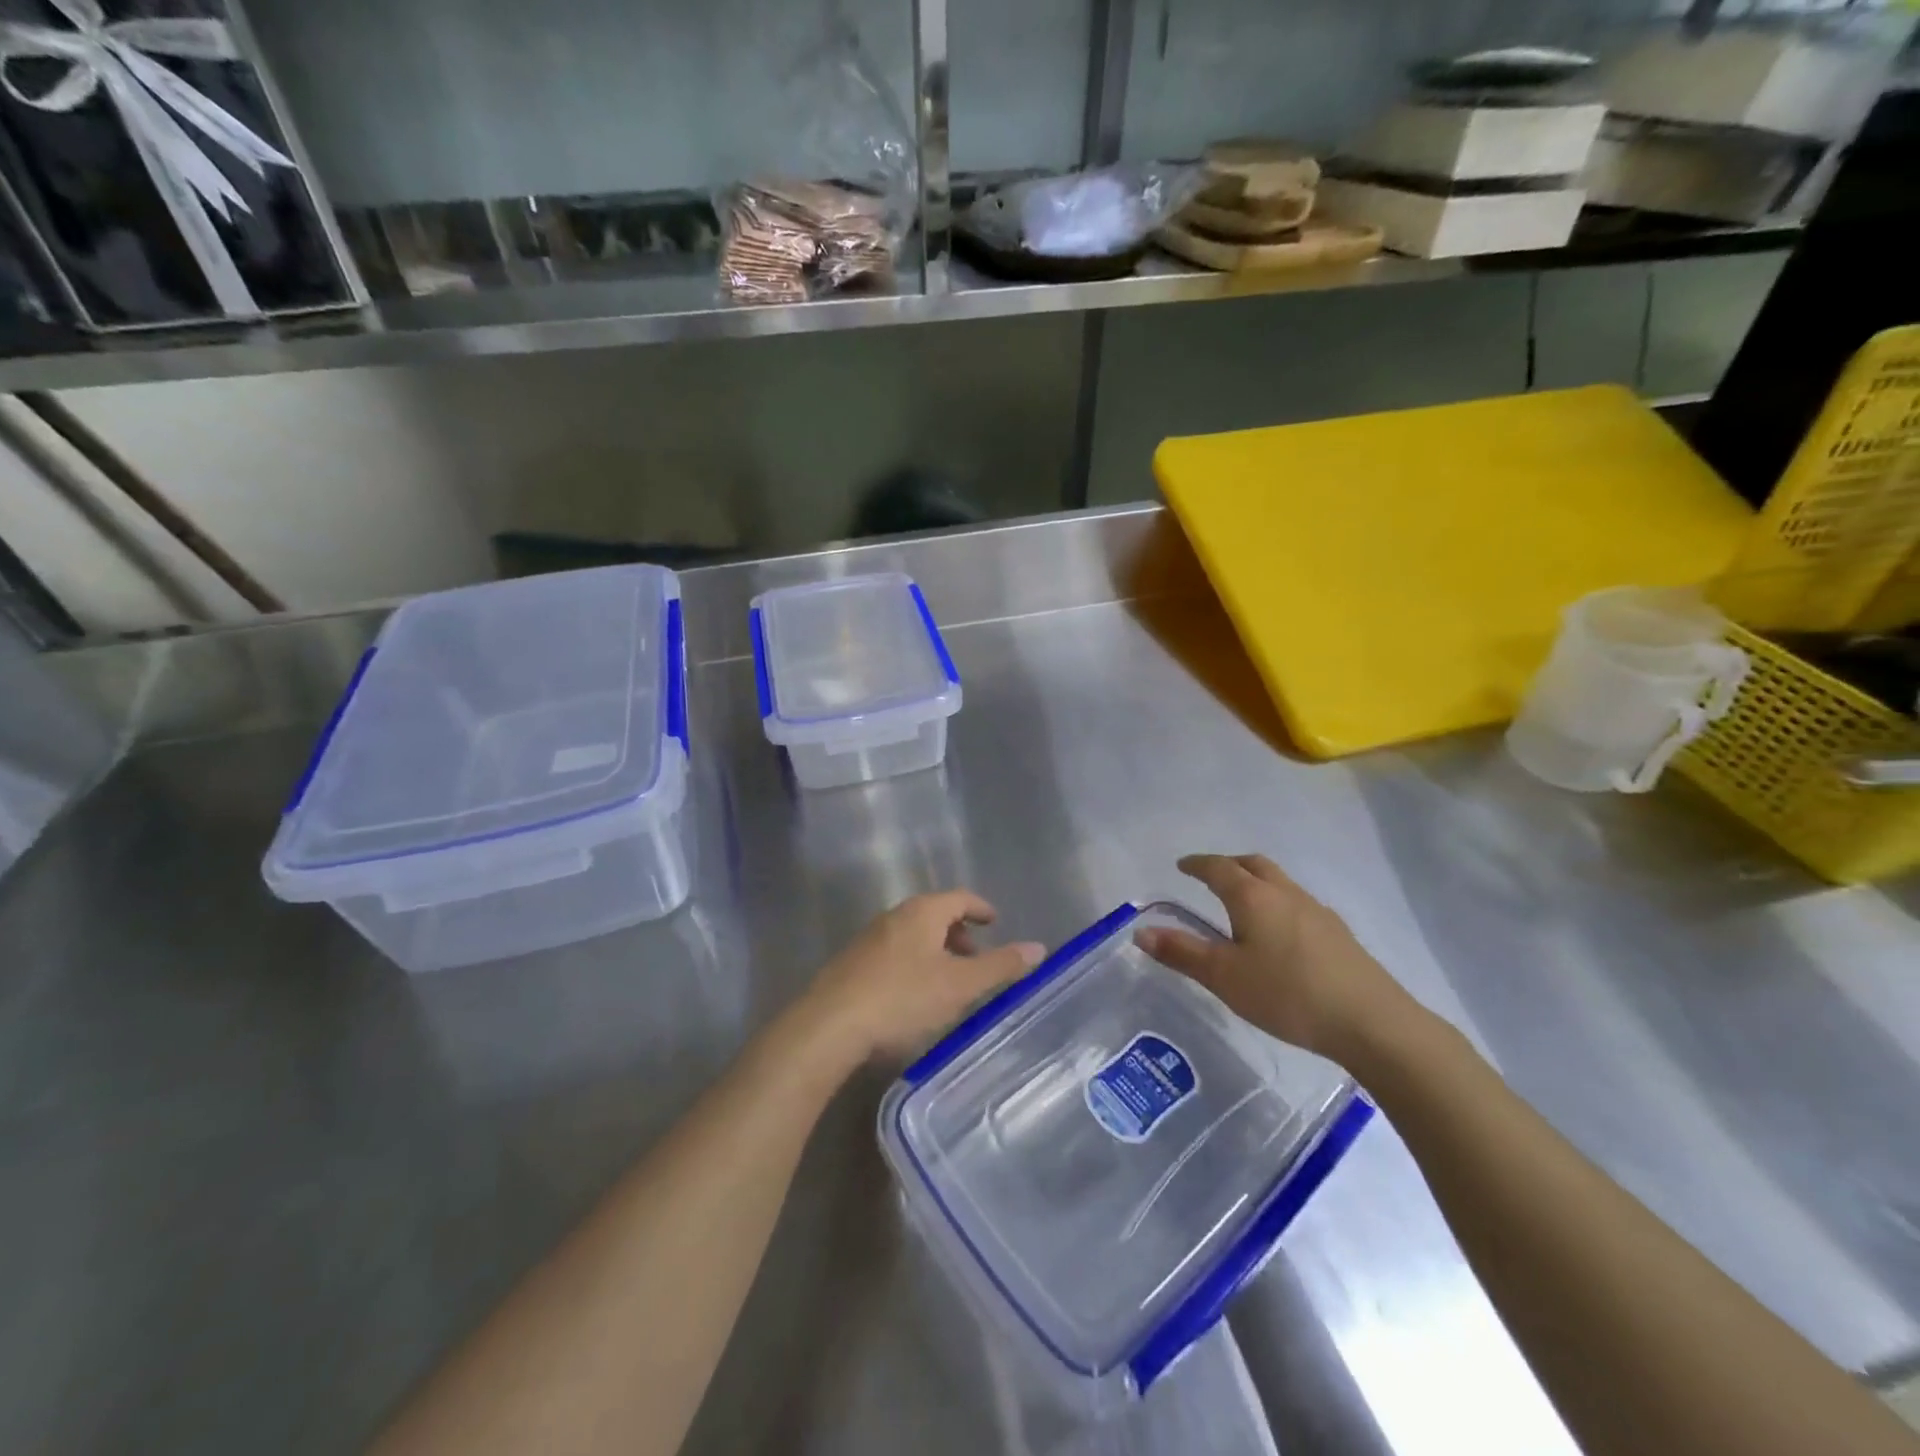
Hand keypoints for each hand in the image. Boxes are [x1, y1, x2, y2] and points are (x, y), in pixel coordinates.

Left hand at [802, 891, 1045, 1063]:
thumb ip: (1001, 966)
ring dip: (935, 952)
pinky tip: (914, 998)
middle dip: (958, 934)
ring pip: (912, 936)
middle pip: (934, 915)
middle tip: (976, 960)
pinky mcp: (851, 965)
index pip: (959, 898)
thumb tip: (1039, 947)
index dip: (980, 909)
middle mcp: (893, 917)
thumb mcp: (960, 985)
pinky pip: (893, 955)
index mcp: (921, 912)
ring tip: (949, 983)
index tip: (994, 922)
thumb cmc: (902, 999)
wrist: (829, 1027)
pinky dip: (913, 965)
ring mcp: (868, 940)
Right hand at [1135, 854, 1417, 1065]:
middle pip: (1254, 864)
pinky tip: (1280, 934)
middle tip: (1211, 876)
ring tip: (1243, 904)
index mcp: (1253, 897)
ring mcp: (1317, 911)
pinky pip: (1298, 903)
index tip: (1182, 865)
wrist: (1372, 1022)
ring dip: (1256, 882)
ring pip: (1280, 882)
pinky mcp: (1338, 934)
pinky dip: (1278, 903)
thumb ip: (1182, 953)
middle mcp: (1285, 893)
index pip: (1219, 868)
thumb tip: (1141, 932)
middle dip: (1229, 865)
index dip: (1198, 865)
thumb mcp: (1225, 977)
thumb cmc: (1287, 994)